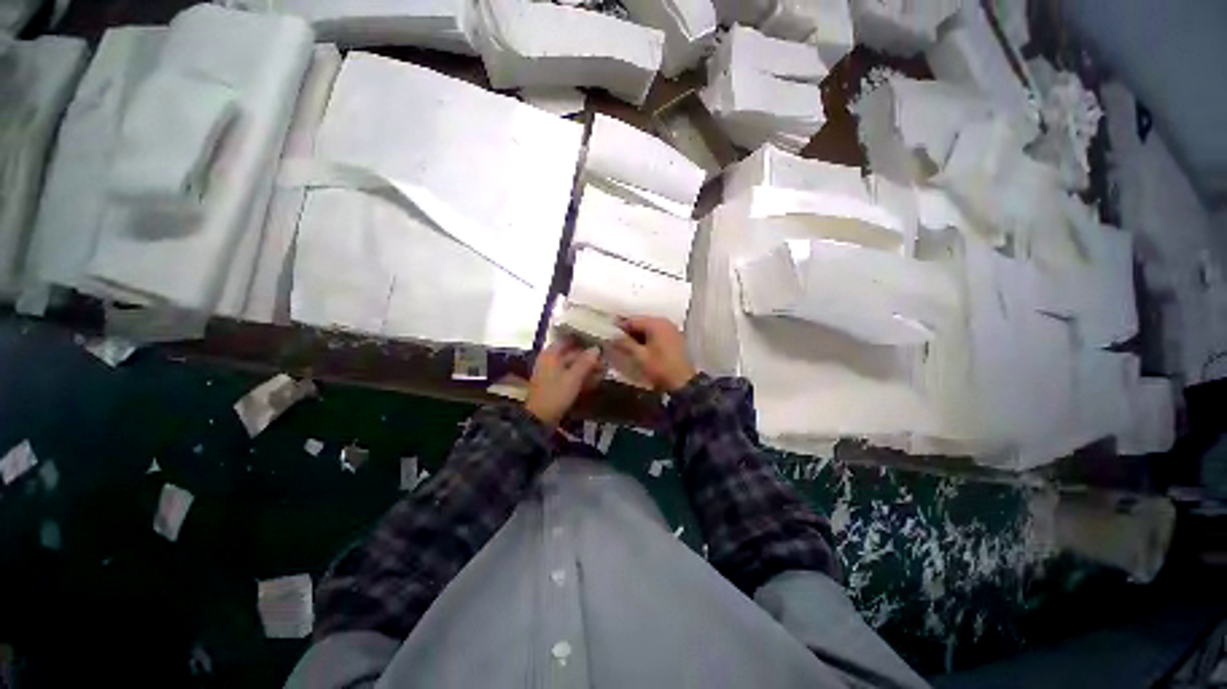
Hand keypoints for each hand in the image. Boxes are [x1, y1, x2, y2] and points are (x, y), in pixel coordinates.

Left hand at [524, 339, 603, 426]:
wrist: (539, 419)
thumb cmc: (555, 394)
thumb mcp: (573, 378)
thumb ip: (586, 362)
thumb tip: (597, 348)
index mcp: (551, 354)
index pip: (568, 339)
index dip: (583, 339)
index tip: (598, 340)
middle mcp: (550, 360)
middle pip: (572, 353)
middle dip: (588, 356)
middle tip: (605, 359)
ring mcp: (552, 373)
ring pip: (572, 365)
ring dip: (587, 367)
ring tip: (604, 370)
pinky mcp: (555, 384)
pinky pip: (570, 375)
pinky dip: (582, 376)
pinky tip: (595, 380)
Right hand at [612, 316, 696, 392]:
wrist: (683, 383)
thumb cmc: (660, 368)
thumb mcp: (640, 356)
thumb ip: (625, 343)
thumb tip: (612, 336)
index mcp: (655, 323)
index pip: (632, 320)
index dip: (619, 326)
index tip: (608, 334)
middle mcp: (664, 322)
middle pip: (641, 322)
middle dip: (628, 331)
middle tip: (615, 340)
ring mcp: (670, 329)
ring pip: (648, 328)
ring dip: (637, 335)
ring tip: (626, 345)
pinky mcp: (674, 338)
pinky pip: (656, 334)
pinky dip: (647, 338)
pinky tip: (640, 348)